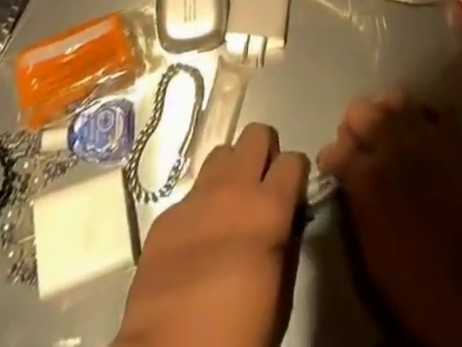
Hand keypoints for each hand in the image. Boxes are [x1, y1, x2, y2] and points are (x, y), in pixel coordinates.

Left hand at [114, 121, 309, 346]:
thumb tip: (287, 222)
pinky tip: (196, 242)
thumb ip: (286, 247)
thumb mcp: (280, 299)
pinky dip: (200, 208)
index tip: (293, 194)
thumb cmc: (237, 339)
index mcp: (268, 210)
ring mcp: (195, 199)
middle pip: (255, 134)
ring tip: (229, 207)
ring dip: (231, 173)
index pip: (293, 159)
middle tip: (262, 188)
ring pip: (221, 154)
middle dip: (264, 154)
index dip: (296, 175)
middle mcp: (233, 189)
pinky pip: (191, 195)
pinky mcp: (165, 216)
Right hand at [317, 91, 461, 346]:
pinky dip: (427, 119)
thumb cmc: (417, 287)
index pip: (335, 147)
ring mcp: (427, 135)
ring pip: (396, 99)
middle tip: (363, 153)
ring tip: (393, 139)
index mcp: (366, 175)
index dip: (333, 159)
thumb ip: (356, 203)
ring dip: (389, 116)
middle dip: (356, 129)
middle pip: (360, 110)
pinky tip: (426, 140)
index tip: (336, 169)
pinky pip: (436, 111)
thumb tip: (349, 178)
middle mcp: (392, 143)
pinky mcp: (457, 139)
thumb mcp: (370, 253)